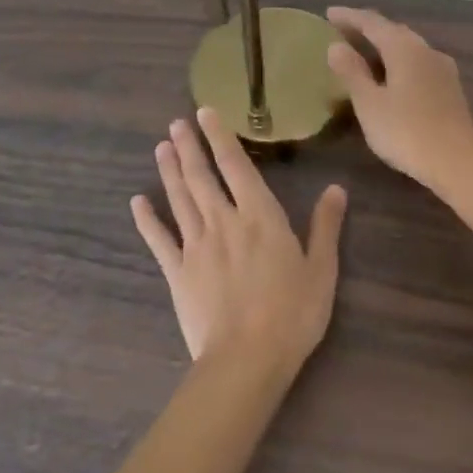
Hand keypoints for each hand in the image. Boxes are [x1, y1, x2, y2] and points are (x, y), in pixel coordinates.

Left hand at [132, 109, 346, 370]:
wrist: (247, 359)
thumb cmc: (292, 314)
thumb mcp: (321, 269)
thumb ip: (325, 226)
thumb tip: (336, 188)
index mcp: (259, 216)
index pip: (236, 165)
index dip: (220, 137)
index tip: (205, 113)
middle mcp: (224, 221)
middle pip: (201, 176)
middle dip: (188, 147)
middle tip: (176, 123)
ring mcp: (196, 246)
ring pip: (180, 199)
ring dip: (169, 171)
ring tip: (161, 147)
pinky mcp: (177, 272)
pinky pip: (158, 240)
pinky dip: (147, 220)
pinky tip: (136, 202)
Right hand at [327, 8, 472, 189]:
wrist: (458, 162)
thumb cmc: (406, 131)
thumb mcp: (369, 103)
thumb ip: (352, 72)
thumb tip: (336, 46)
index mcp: (404, 48)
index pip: (372, 23)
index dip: (349, 17)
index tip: (329, 13)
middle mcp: (425, 50)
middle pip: (393, 31)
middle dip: (367, 28)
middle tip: (343, 30)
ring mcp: (442, 68)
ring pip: (408, 46)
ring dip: (384, 44)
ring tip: (364, 51)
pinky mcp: (450, 88)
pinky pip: (418, 62)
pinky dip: (398, 60)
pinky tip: (392, 75)